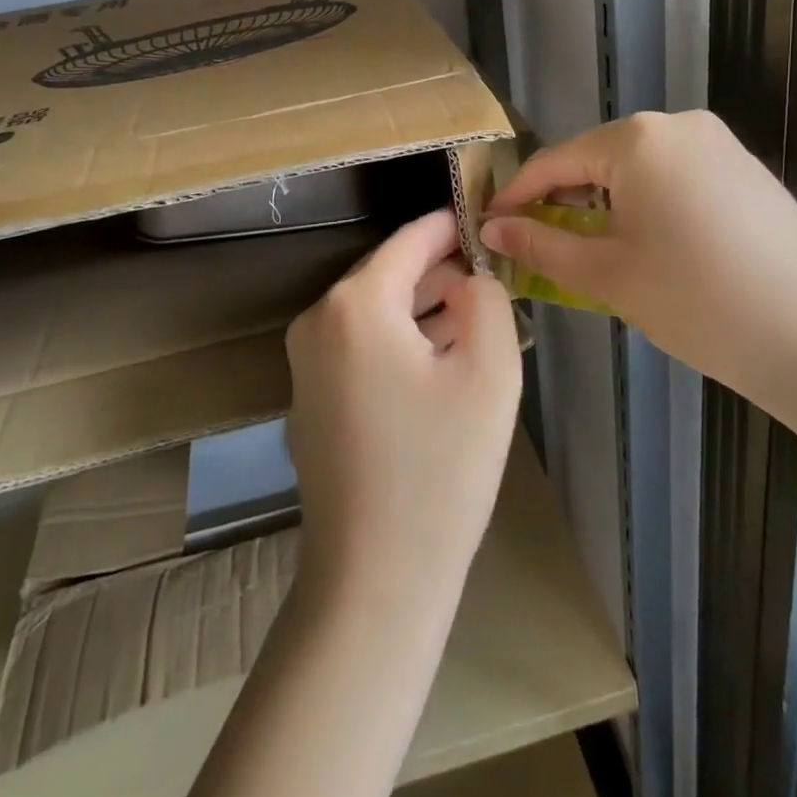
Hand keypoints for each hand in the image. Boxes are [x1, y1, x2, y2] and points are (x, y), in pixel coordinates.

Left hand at [285, 209, 521, 621]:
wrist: (374, 578)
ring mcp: (305, 361)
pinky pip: (360, 346)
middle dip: (441, 272)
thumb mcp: (489, 373)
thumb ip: (487, 300)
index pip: (410, 240)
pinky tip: (439, 360)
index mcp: (356, 304)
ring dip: (423, 308)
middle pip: (389, 274)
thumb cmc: (440, 471)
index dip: (451, 226)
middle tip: (491, 278)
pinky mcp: (309, 396)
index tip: (485, 218)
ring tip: (475, 317)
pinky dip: (400, 341)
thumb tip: (469, 275)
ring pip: (375, 312)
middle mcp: (318, 320)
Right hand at [479, 111, 796, 413]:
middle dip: (564, 198)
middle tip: (541, 243)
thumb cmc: (694, 299)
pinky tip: (655, 245)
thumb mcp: (605, 273)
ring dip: (607, 201)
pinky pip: (677, 175)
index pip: (555, 162)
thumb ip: (541, 242)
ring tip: (595, 248)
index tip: (490, 224)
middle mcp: (678, 125)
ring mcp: (720, 144)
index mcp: (637, 139)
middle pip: (598, 158)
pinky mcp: (746, 170)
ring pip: (639, 167)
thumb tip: (492, 227)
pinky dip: (650, 202)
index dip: (518, 195)